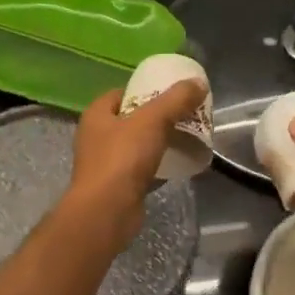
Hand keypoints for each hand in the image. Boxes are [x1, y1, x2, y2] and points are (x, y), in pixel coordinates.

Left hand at [62, 80, 208, 251]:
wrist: (107, 212)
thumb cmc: (122, 159)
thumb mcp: (152, 120)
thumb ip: (176, 100)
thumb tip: (198, 83)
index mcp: (97, 115)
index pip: (120, 93)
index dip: (143, 90)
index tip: (168, 93)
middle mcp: (95, 137)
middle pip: (130, 120)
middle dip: (156, 117)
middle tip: (183, 115)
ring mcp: (104, 164)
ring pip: (135, 146)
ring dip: (157, 142)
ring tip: (184, 138)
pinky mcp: (116, 187)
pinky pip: (140, 170)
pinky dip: (157, 166)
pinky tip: (177, 165)